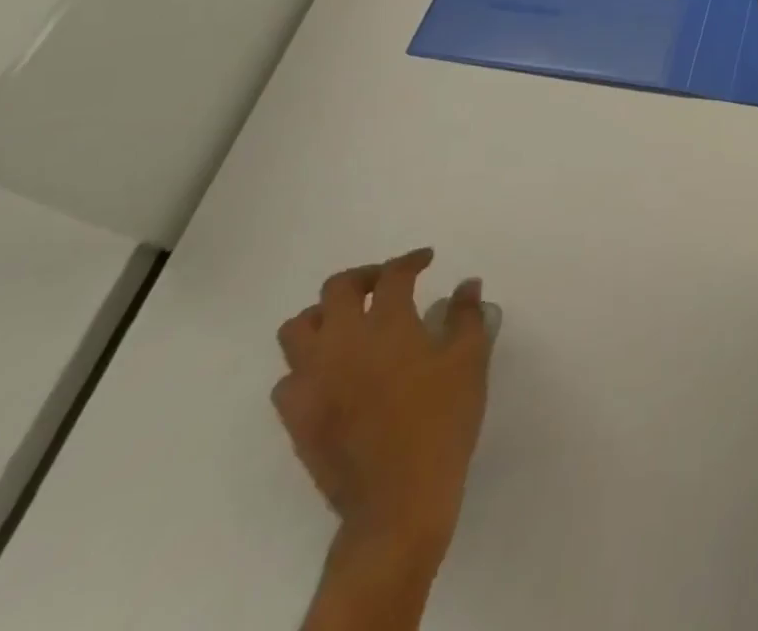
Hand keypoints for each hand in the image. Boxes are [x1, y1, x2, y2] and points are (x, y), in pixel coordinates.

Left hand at [273, 249, 492, 630]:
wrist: (398, 498)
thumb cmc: (442, 419)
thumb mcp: (470, 359)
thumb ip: (467, 316)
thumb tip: (467, 285)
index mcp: (388, 325)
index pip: (393, 275)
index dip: (411, 260)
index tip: (426, 259)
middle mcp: (342, 343)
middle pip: (336, 289)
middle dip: (363, 276)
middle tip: (386, 282)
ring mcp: (312, 381)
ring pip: (297, 329)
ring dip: (324, 315)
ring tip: (350, 322)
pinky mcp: (296, 418)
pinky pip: (287, 378)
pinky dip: (307, 364)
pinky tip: (333, 372)